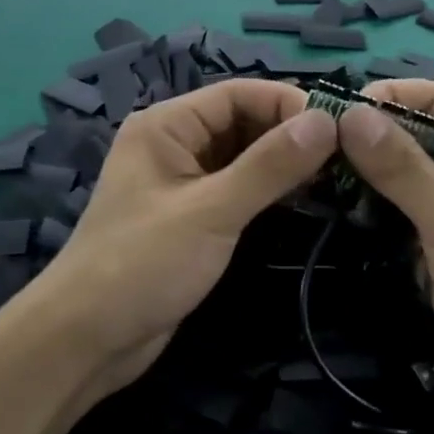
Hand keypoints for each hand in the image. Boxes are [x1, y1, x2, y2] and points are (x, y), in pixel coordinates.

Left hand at [32, 79, 337, 397]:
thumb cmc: (142, 265)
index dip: (289, 104)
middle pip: (242, 121)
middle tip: (347, 157)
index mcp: (167, 125)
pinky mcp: (190, 216)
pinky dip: (267, 190)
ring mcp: (181, 181)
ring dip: (283, 163)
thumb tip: (326, 121)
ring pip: (243, 156)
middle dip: (290, 134)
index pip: (238, 94)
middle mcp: (174, 143)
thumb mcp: (211, 211)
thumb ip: (268, 166)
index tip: (342, 128)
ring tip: (335, 177)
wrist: (87, 339)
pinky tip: (302, 200)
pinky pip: (236, 188)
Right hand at [336, 81, 433, 423]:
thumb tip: (351, 114)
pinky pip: (406, 206)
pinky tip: (339, 207)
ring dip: (367, 173)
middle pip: (416, 131)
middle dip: (368, 137)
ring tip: (314, 175)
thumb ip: (402, 168)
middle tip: (312, 150)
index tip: (329, 113)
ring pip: (406, 171)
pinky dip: (376, 204)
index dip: (384, 96)